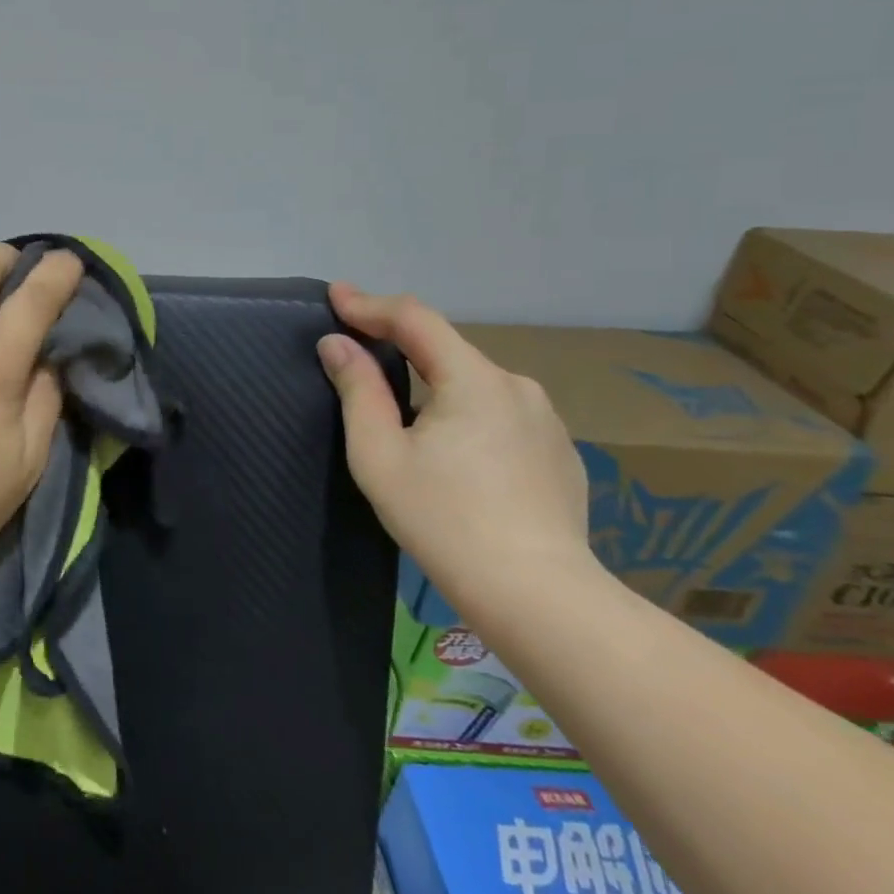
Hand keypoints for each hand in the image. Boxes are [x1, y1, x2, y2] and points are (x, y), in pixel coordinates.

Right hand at [316, 286, 594, 618]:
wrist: (537, 597)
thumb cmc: (443, 520)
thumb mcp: (379, 454)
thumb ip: (358, 390)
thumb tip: (337, 344)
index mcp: (474, 379)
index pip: (414, 319)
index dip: (369, 304)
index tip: (335, 295)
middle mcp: (517, 386)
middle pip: (446, 350)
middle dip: (399, 344)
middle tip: (359, 351)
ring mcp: (546, 420)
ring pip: (475, 384)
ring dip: (434, 383)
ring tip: (404, 415)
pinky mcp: (559, 453)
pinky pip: (500, 415)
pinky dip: (466, 414)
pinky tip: (456, 454)